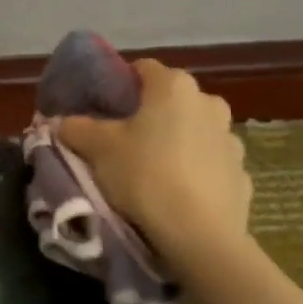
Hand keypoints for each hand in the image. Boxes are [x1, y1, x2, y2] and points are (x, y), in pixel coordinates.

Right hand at [58, 58, 250, 271]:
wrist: (199, 234)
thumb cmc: (144, 175)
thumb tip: (60, 121)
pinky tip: (177, 194)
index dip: (120, 84)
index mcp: (174, 87)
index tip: (103, 107)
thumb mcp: (97, 149)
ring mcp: (231, 139)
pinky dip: (195, 171)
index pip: (142, 68)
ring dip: (176, 141)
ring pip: (194, 131)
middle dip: (149, 114)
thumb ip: (75, 128)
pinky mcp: (241, 174)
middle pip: (171, 100)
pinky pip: (210, 164)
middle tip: (123, 140)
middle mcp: (208, 103)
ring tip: (151, 170)